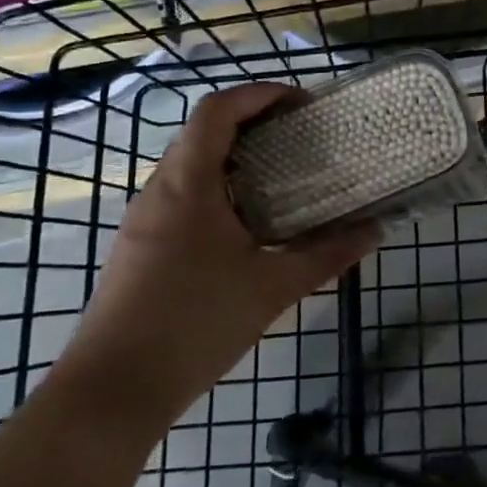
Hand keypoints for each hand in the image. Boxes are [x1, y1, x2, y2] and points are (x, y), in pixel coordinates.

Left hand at [49, 84, 380, 436]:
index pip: (218, 110)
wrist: (112, 392)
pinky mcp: (141, 247)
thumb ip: (327, 255)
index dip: (260, 94)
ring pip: (192, 165)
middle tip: (303, 137)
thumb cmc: (194, 325)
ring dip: (237, 156)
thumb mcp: (272, 287)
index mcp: (188, 185)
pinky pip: (183, 195)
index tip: (303, 104)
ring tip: (285, 175)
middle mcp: (159, 191)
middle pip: (204, 131)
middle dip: (255, 122)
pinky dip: (221, 188)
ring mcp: (144, 220)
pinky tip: (251, 223)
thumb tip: (374, 231)